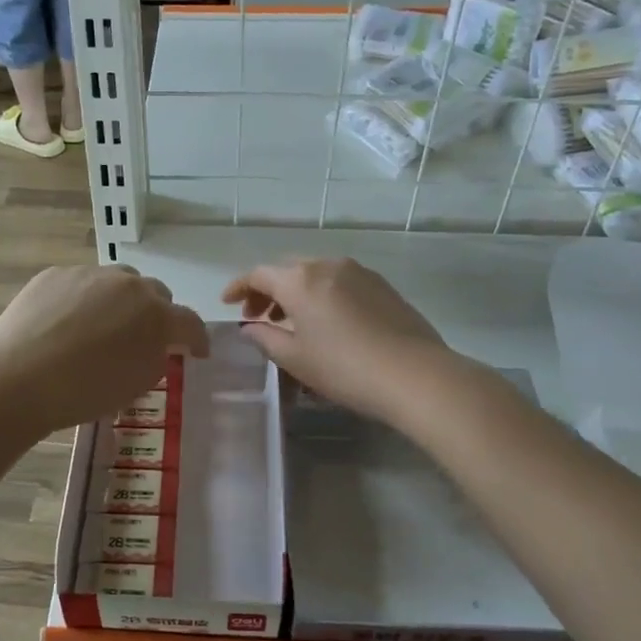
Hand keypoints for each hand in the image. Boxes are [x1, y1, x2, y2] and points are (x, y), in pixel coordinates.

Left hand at [0, 266, 208, 433]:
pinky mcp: (56, 273)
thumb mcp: (136, 385)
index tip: (196, 351)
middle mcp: (129, 285)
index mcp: (156, 315)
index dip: (197, 339)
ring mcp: (90, 274)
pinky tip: (65, 324)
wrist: (17, 379)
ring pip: (118, 281)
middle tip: (142, 338)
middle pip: (156, 293)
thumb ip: (157, 358)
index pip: (190, 322)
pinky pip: (81, 283)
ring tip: (101, 326)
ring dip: (120, 300)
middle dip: (156, 314)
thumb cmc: (84, 392)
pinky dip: (83, 299)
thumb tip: (157, 345)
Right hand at [221, 258, 447, 424]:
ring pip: (315, 274)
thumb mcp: (295, 359)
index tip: (227, 303)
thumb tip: (251, 327)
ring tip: (292, 322)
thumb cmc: (344, 368)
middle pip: (287, 270)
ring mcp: (358, 272)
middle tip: (259, 317)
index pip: (258, 274)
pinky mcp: (381, 285)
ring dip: (296, 292)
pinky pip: (339, 282)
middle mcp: (327, 265)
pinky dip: (322, 294)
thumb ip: (265, 338)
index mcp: (299, 280)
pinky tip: (326, 322)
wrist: (414, 374)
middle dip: (268, 290)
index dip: (239, 287)